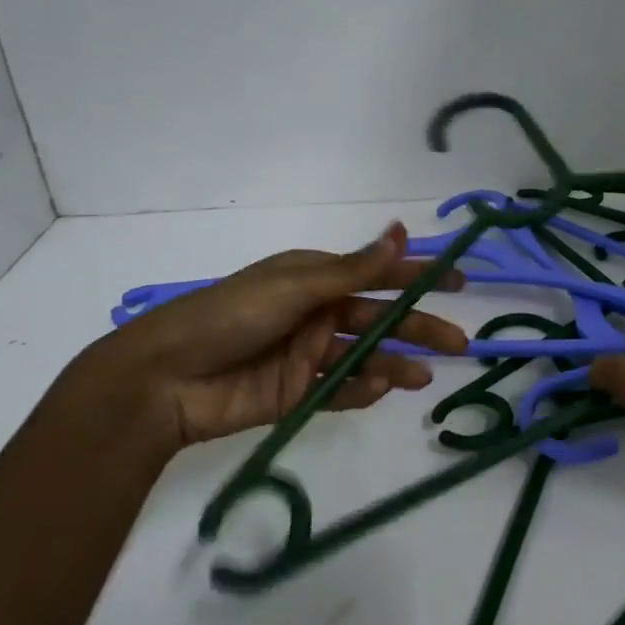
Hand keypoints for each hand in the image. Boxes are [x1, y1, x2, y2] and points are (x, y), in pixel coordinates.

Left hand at [83, 222, 468, 449]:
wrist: (165, 379)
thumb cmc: (230, 316)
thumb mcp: (295, 286)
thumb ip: (353, 269)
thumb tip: (402, 232)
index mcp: (314, 278)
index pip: (377, 274)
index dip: (418, 276)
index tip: (459, 280)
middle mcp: (316, 313)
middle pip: (379, 318)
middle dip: (418, 328)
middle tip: (459, 343)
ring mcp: (308, 355)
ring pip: (365, 356)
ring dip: (395, 363)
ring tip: (424, 377)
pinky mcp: (297, 392)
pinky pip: (340, 390)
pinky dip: (362, 390)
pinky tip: (380, 389)